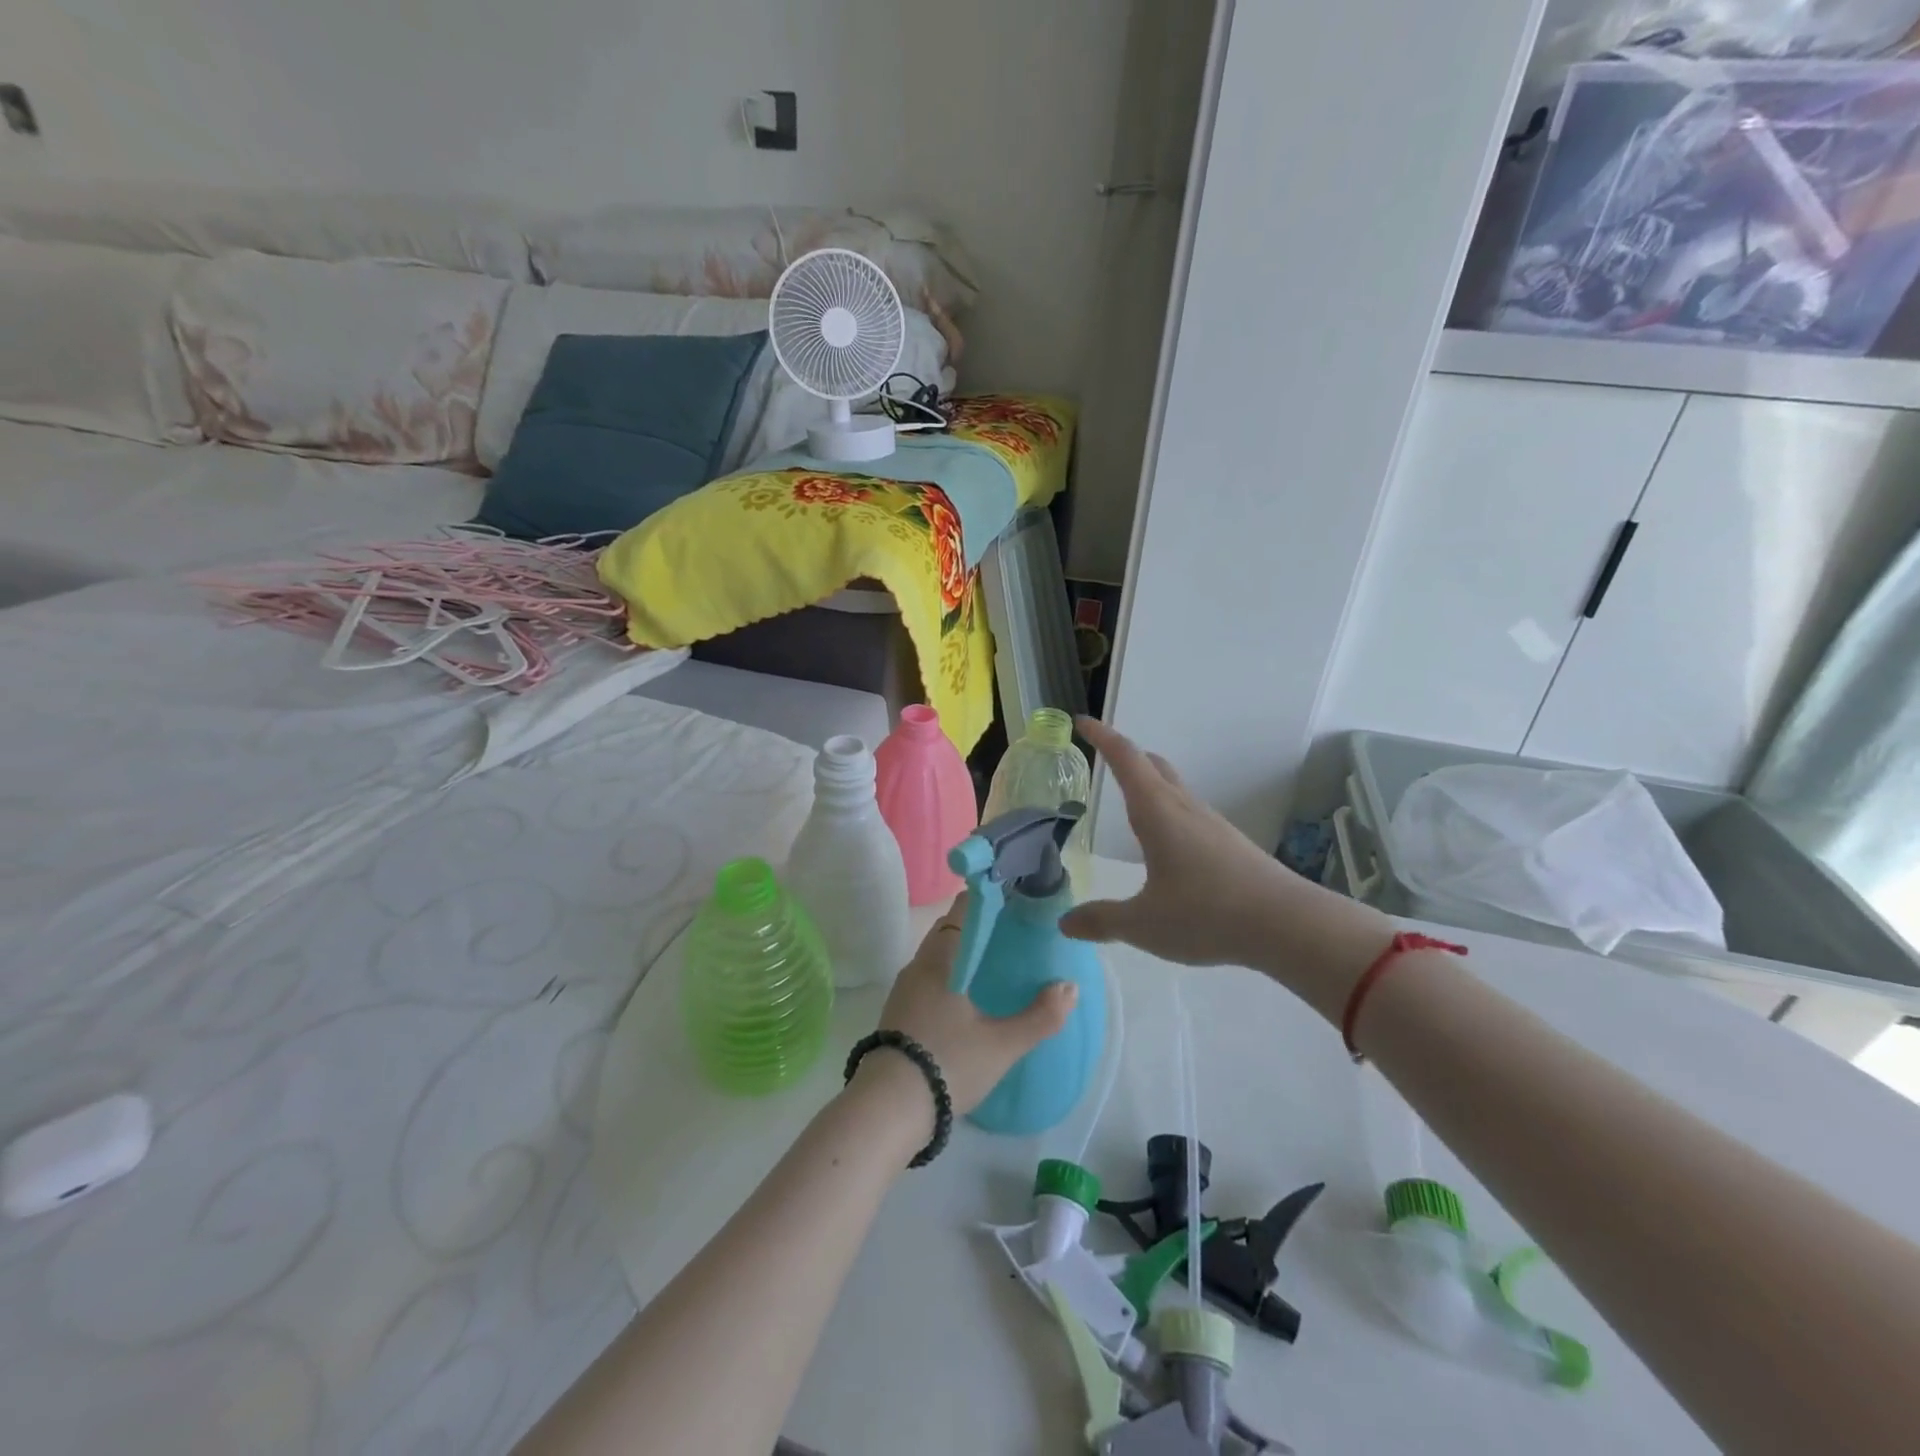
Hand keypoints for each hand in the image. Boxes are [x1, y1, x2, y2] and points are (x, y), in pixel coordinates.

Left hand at [864, 895, 1077, 1120]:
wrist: (887, 1109)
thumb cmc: (947, 1063)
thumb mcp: (1001, 1045)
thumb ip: (1040, 1016)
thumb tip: (1069, 987)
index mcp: (939, 960)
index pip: (961, 911)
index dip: (984, 900)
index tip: (1010, 897)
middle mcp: (917, 967)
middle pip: (948, 933)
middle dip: (977, 929)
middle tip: (1011, 934)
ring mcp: (903, 993)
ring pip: (936, 960)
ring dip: (962, 956)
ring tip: (994, 967)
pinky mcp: (897, 1017)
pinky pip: (928, 982)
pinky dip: (950, 979)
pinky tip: (968, 1001)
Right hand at [1062, 717, 1393, 1020]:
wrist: (1288, 925)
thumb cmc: (1206, 914)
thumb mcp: (1144, 924)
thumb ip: (1102, 920)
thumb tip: (1066, 923)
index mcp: (1157, 812)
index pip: (1125, 759)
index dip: (1102, 737)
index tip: (1081, 722)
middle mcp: (1184, 808)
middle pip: (1152, 766)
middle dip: (1125, 756)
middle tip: (1102, 759)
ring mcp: (1212, 824)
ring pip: (1174, 789)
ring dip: (1149, 785)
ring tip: (1130, 805)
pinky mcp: (1230, 844)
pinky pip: (1189, 813)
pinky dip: (1168, 812)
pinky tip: (1167, 846)